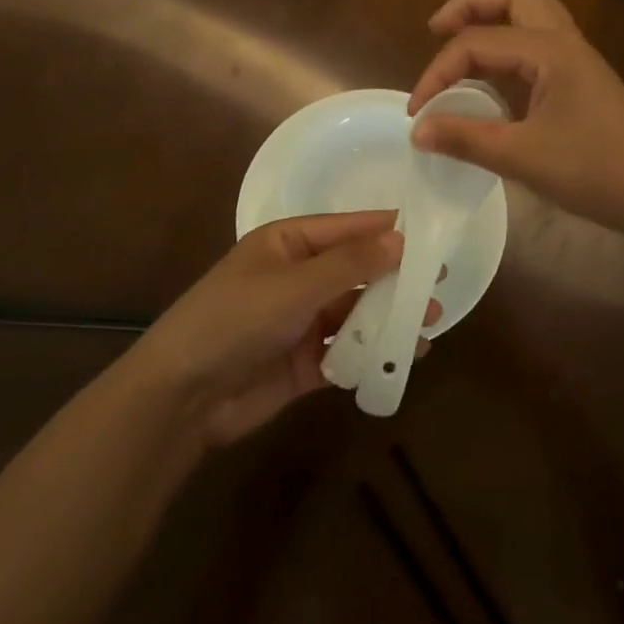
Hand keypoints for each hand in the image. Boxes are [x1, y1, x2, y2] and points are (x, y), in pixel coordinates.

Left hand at [126, 212, 438, 448]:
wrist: (183, 395)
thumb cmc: (236, 318)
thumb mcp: (295, 284)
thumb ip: (350, 264)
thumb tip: (399, 238)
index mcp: (289, 243)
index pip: (348, 228)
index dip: (388, 230)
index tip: (433, 234)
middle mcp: (298, 277)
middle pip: (356, 272)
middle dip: (395, 279)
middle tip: (439, 285)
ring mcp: (300, 321)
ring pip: (355, 314)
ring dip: (388, 318)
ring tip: (430, 324)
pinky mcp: (303, 363)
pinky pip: (346, 352)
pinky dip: (372, 354)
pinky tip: (403, 357)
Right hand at [407, 0, 623, 242]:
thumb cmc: (596, 172)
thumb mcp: (523, 157)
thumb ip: (465, 139)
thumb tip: (417, 130)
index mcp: (549, 50)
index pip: (478, 43)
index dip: (438, 72)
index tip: (416, 111)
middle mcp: (564, 41)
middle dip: (469, 4)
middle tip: (436, 29)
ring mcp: (577, 57)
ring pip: (530, 12)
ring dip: (493, 15)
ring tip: (460, 38)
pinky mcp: (582, 77)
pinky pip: (539, 39)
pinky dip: (509, 40)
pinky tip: (494, 73)